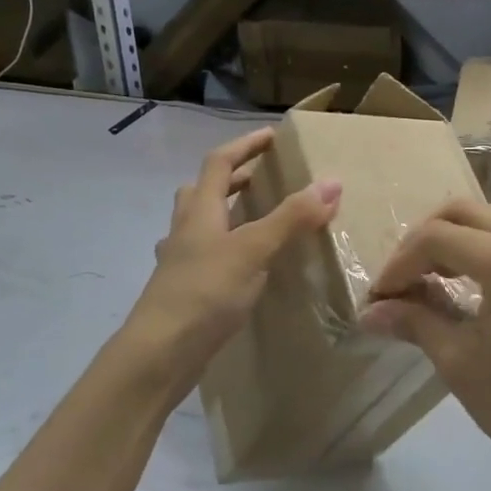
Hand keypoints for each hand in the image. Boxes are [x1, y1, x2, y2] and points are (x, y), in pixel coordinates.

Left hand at [123, 128, 340, 403]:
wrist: (159, 353)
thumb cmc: (204, 293)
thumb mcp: (252, 250)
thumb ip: (290, 218)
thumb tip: (331, 183)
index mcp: (198, 210)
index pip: (219, 162)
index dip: (245, 145)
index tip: (272, 137)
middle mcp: (184, 229)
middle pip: (204, 190)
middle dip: (234, 178)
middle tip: (264, 177)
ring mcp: (180, 261)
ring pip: (202, 223)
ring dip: (226, 212)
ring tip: (256, 218)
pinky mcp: (184, 289)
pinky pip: (207, 254)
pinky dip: (227, 247)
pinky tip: (244, 267)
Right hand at [361, 199, 490, 484]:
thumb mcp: (457, 361)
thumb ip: (413, 321)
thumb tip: (369, 311)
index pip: (436, 238)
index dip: (399, 264)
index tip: (379, 298)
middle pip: (461, 212)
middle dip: (421, 240)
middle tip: (400, 281)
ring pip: (486, 220)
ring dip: (449, 240)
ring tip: (424, 281)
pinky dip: (476, 249)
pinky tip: (460, 285)